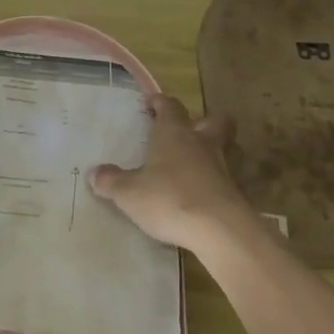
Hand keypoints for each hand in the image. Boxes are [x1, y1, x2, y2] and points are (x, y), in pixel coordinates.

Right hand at [89, 94, 253, 256]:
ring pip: (229, 148)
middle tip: (189, 131)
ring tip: (202, 164)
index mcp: (174, 133)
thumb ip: (111, 181)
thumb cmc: (169, 199)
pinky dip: (222, 184)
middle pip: (214, 120)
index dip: (160, 102)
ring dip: (219, 151)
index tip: (152, 103)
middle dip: (204, 121)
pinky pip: (233, 180)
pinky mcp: (239, 194)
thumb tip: (94, 173)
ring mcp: (226, 167)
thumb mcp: (128, 193)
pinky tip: (210, 196)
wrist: (220, 231)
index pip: (170, 106)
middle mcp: (202, 143)